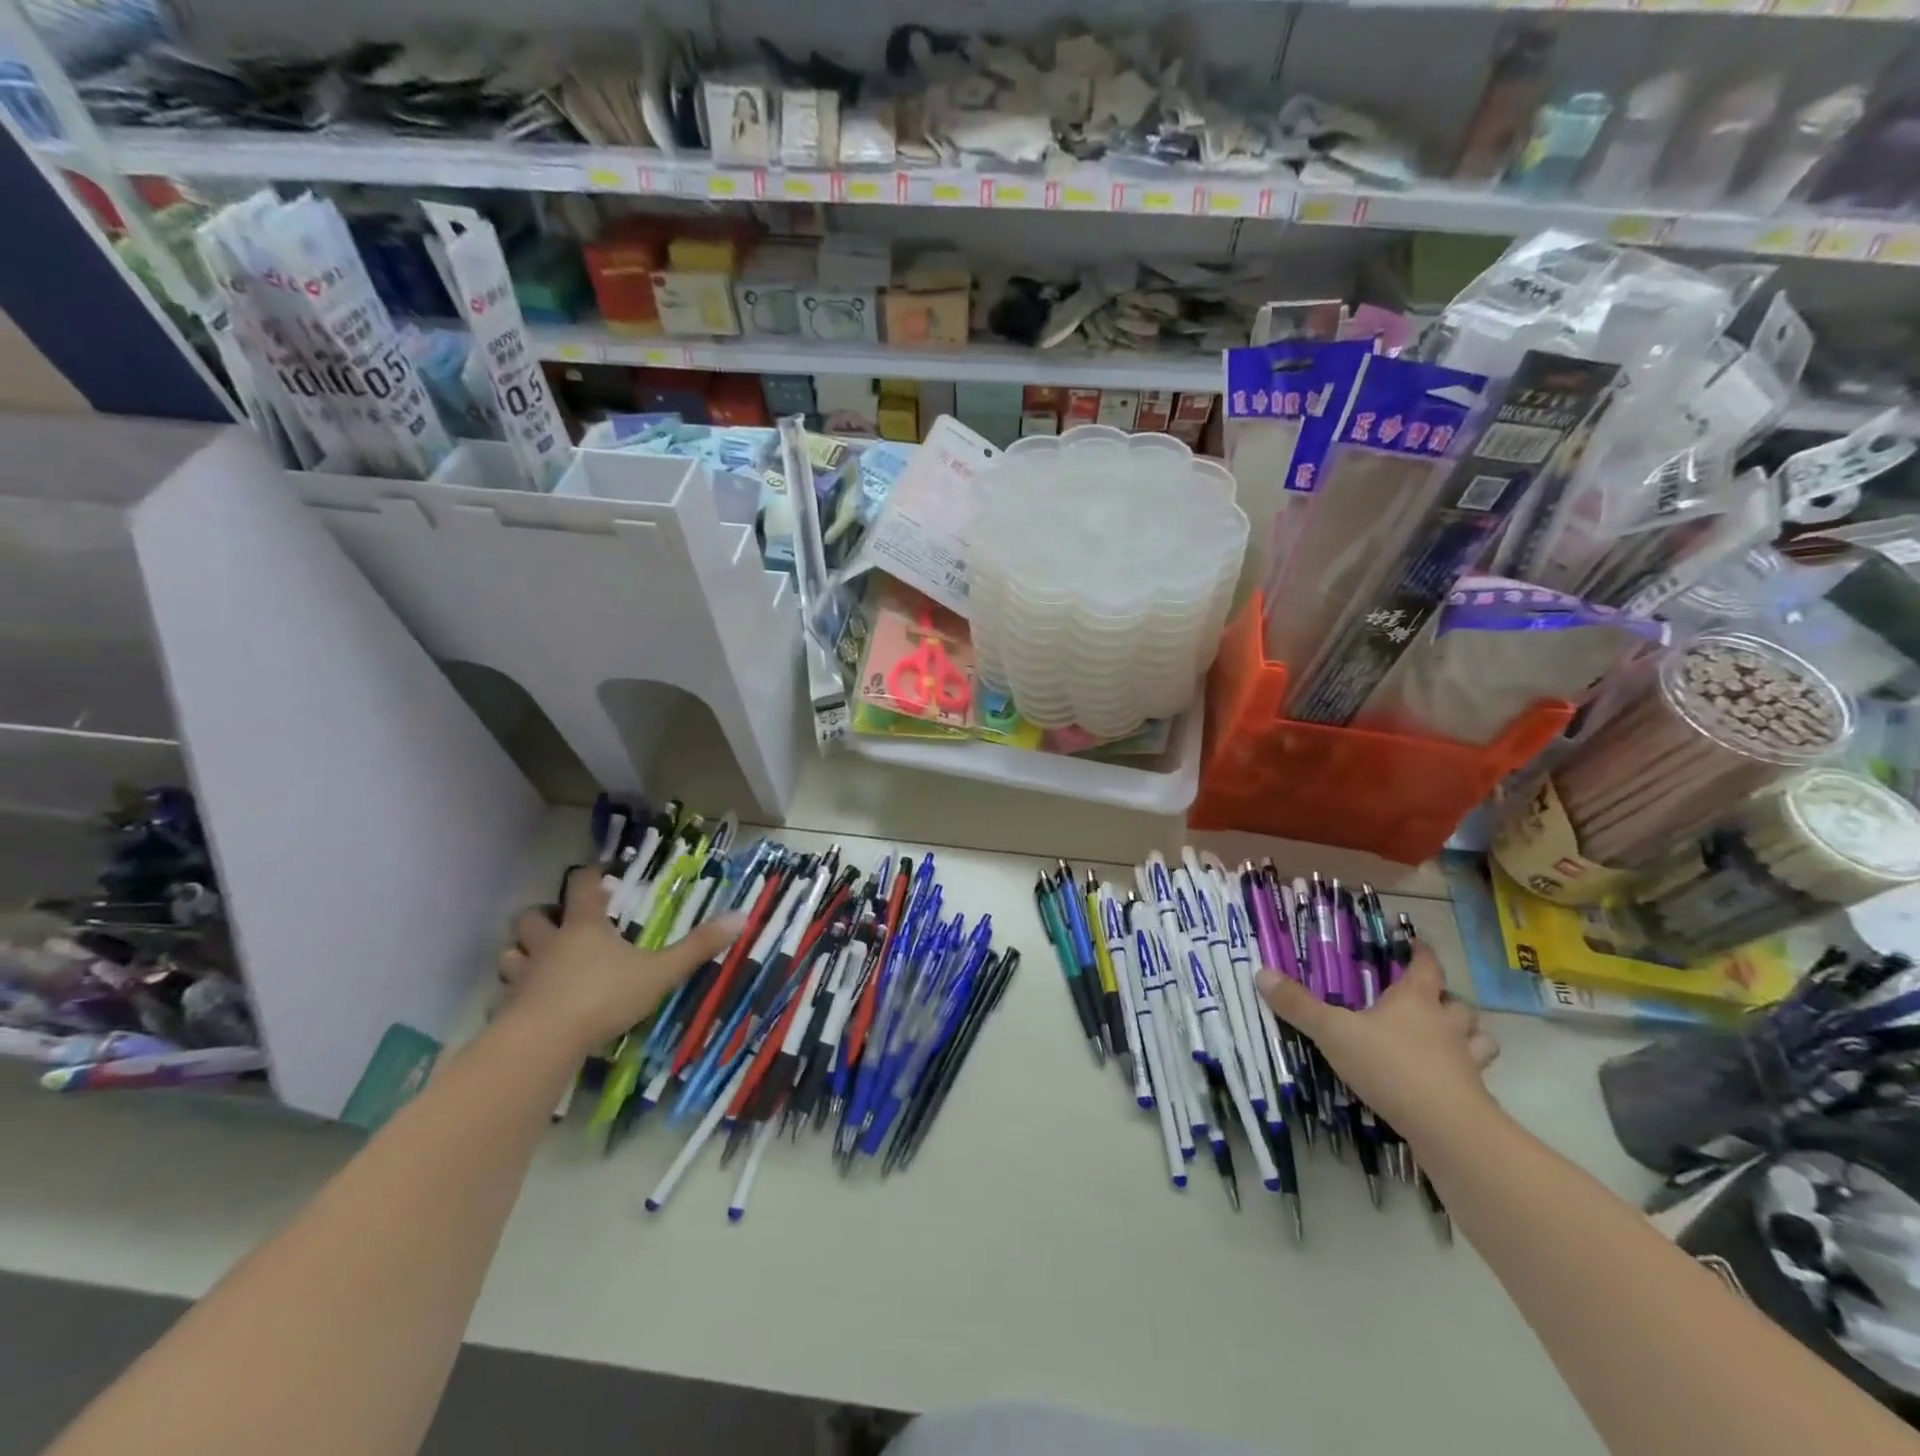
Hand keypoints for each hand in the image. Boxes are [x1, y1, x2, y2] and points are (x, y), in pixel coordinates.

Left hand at [496, 865, 744, 1054]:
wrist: (544, 1042)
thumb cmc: (604, 997)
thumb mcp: (660, 972)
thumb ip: (697, 947)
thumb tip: (741, 917)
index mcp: (585, 927)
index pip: (582, 887)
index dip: (590, 877)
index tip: (598, 873)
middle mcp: (549, 944)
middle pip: (532, 917)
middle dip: (542, 916)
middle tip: (559, 924)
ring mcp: (523, 976)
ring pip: (510, 953)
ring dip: (520, 953)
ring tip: (536, 962)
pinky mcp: (506, 1009)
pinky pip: (502, 995)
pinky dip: (511, 996)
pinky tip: (525, 1007)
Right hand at [1254, 943, 1498, 1138]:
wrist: (1447, 1127)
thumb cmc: (1389, 1066)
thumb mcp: (1333, 1032)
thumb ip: (1299, 1006)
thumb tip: (1261, 973)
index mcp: (1415, 1000)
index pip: (1426, 967)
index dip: (1421, 954)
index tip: (1416, 945)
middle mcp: (1446, 1025)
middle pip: (1458, 1003)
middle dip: (1447, 999)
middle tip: (1430, 1001)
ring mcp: (1466, 1062)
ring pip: (1479, 1039)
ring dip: (1469, 1035)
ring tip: (1449, 1039)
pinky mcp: (1474, 1096)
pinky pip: (1476, 1077)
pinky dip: (1466, 1074)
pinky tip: (1446, 1081)